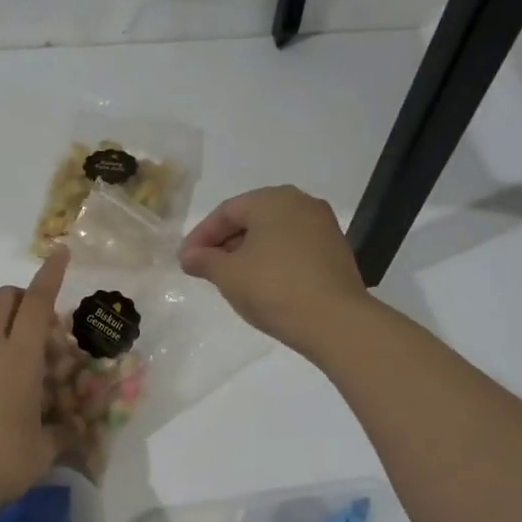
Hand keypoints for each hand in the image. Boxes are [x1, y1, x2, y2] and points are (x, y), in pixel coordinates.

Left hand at [0, 247, 69, 505]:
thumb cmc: (2, 460)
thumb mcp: (44, 450)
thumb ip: (63, 432)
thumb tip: (75, 429)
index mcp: (20, 356)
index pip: (38, 301)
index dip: (51, 274)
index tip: (60, 251)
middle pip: (5, 300)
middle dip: (25, 298)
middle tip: (44, 329)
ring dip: (6, 332)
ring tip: (20, 373)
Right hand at [180, 185, 369, 353]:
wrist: (335, 321)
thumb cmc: (273, 289)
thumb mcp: (228, 275)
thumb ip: (204, 260)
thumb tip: (189, 256)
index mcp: (272, 199)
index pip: (226, 211)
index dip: (201, 236)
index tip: (185, 260)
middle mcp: (300, 202)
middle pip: (251, 217)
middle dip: (225, 242)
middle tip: (205, 267)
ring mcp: (322, 225)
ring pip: (273, 232)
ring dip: (248, 251)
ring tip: (231, 277)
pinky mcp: (335, 249)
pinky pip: (293, 246)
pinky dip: (273, 258)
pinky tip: (262, 281)